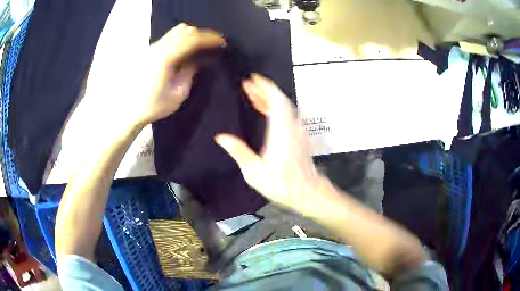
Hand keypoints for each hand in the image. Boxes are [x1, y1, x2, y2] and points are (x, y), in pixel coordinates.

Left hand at [141, 24, 224, 124]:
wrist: (128, 110)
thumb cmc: (152, 106)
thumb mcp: (177, 95)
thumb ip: (189, 74)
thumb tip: (196, 61)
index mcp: (166, 58)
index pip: (192, 39)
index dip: (209, 38)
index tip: (222, 42)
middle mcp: (158, 48)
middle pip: (185, 30)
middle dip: (203, 34)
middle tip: (213, 44)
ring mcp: (152, 47)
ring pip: (176, 30)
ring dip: (192, 34)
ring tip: (201, 45)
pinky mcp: (149, 50)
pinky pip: (170, 36)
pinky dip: (182, 37)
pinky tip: (186, 48)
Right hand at [215, 74, 322, 214]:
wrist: (307, 193)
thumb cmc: (281, 184)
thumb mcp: (254, 172)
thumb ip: (239, 152)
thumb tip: (221, 137)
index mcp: (281, 131)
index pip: (276, 101)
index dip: (265, 87)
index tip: (253, 79)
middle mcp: (292, 126)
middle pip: (280, 101)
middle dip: (264, 91)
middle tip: (248, 85)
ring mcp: (298, 131)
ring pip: (284, 107)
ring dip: (269, 99)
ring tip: (253, 95)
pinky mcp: (299, 136)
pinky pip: (287, 116)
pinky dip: (276, 109)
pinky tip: (266, 111)